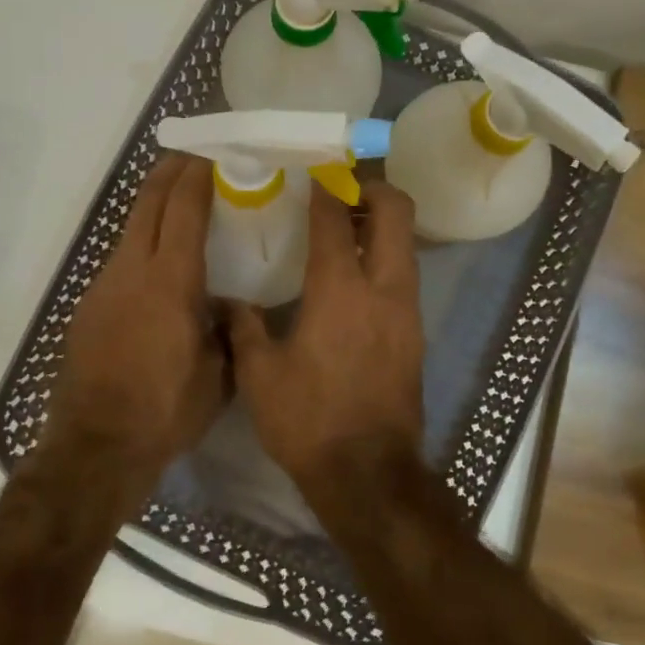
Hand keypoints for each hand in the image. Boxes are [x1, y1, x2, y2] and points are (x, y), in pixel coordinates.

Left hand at [45, 156, 227, 487]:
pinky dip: (139, 243)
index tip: (212, 154)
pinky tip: (155, 262)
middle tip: (191, 155)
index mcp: (170, 281)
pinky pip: (118, 260)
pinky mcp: (88, 306)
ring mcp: (103, 287)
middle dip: (168, 172)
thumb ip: (228, 329)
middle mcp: (131, 271)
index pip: (183, 210)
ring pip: (129, 229)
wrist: (97, 446)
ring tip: (176, 201)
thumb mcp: (219, 373)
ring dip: (152, 206)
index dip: (197, 176)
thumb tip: (230, 304)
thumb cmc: (167, 410)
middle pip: (147, 204)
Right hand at [229, 181, 424, 493]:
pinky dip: (386, 258)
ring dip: (382, 224)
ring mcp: (407, 311)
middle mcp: (383, 289)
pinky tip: (355, 278)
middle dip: (373, 188)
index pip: (336, 219)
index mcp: (340, 290)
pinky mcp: (415, 334)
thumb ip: (244, 327)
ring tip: (346, 229)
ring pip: (406, 244)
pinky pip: (405, 275)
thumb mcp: (260, 375)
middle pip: (396, 213)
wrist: (368, 474)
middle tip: (342, 189)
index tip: (313, 171)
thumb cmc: (308, 421)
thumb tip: (229, 301)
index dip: (325, 188)